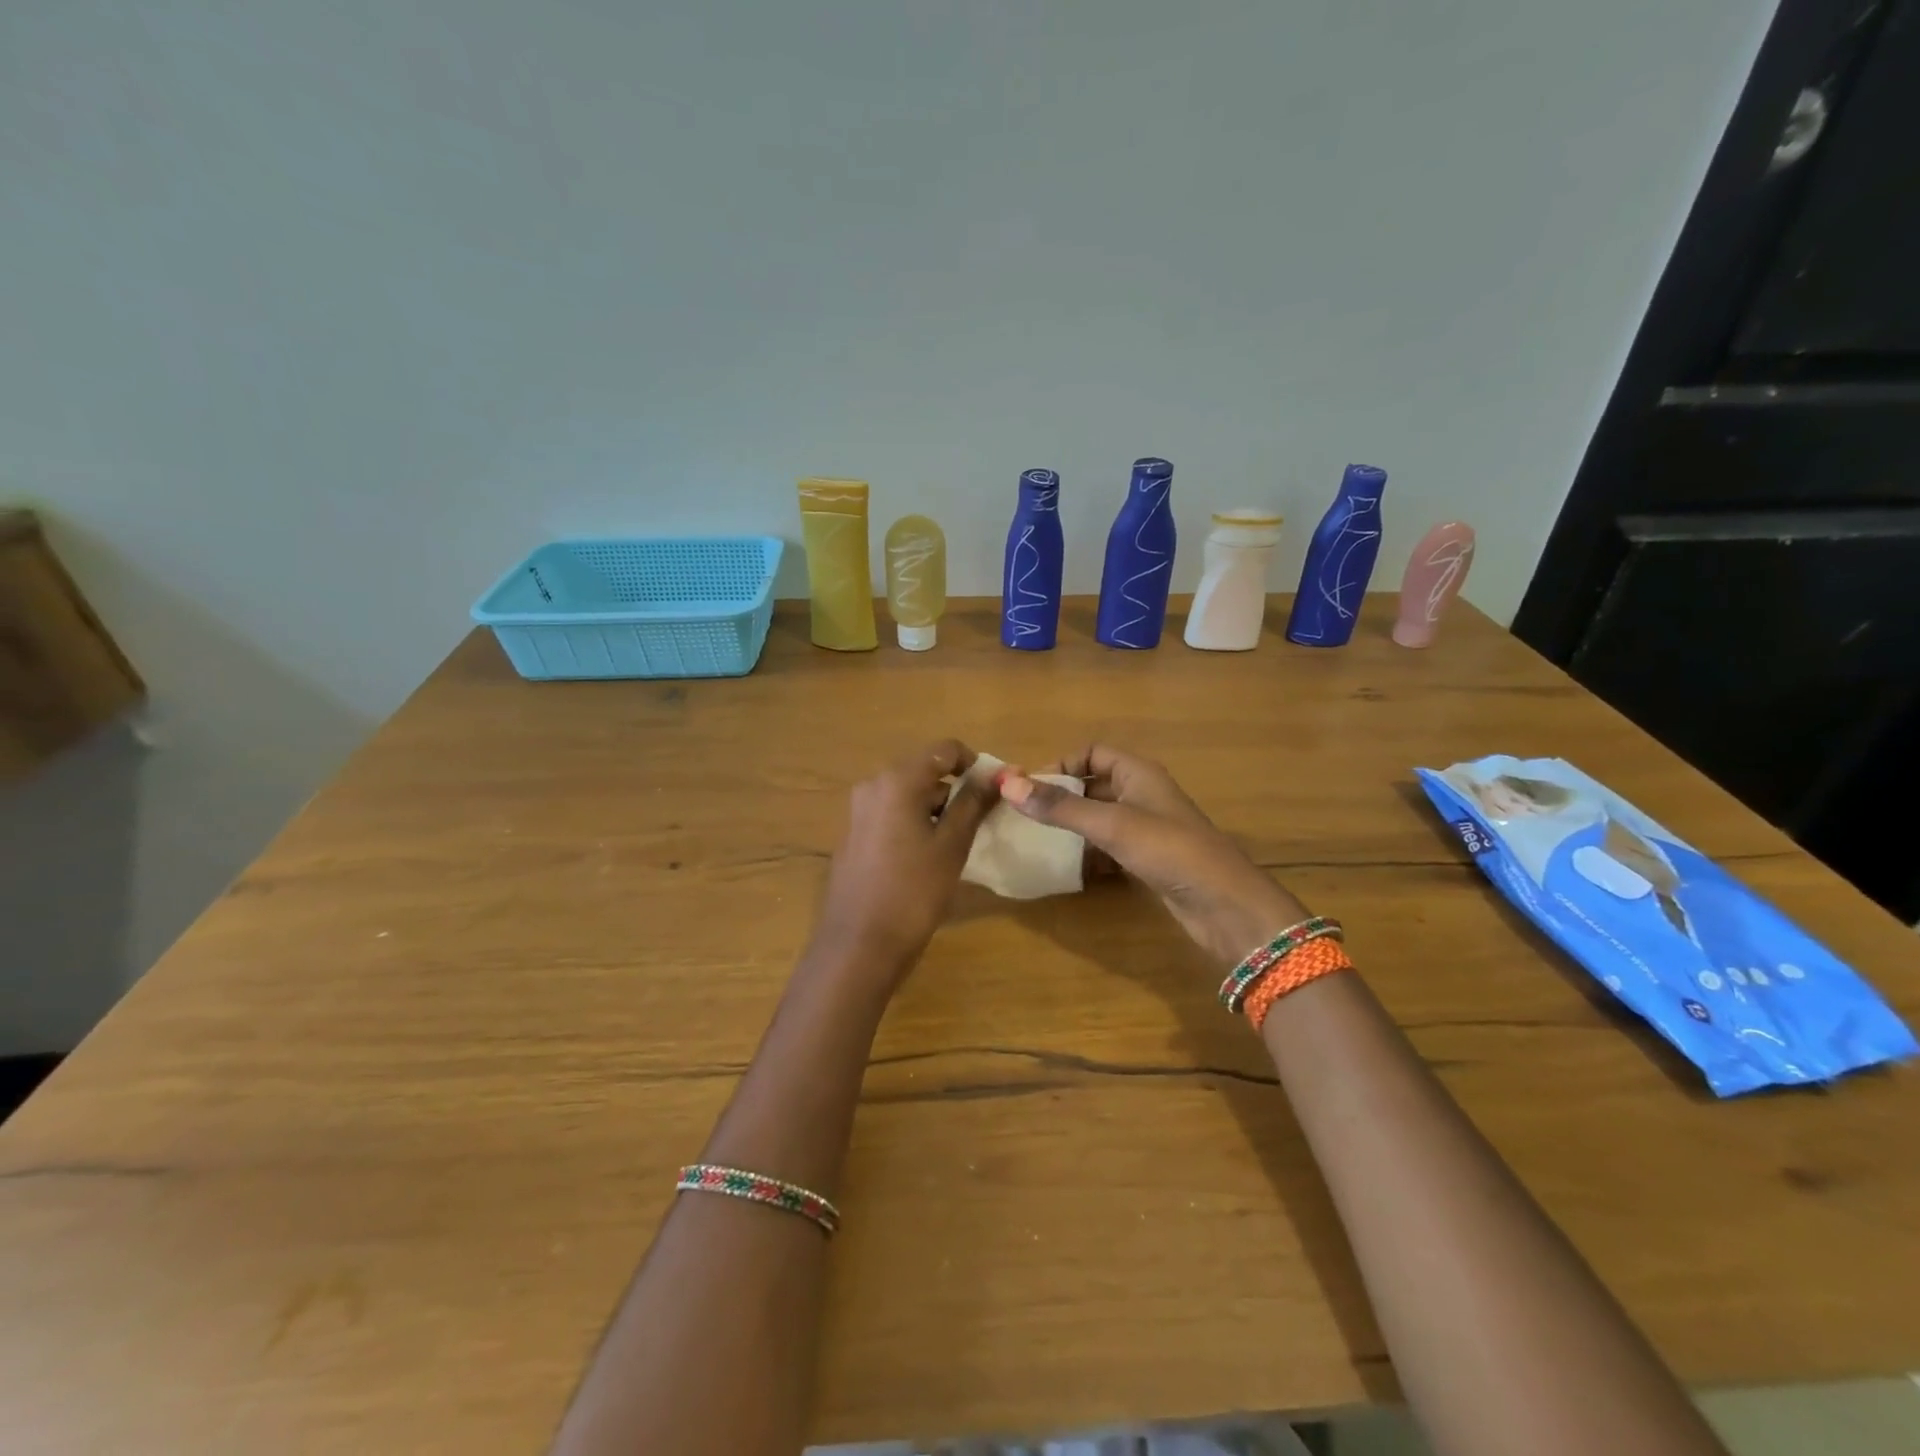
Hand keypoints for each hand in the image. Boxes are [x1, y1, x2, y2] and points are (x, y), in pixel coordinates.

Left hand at [812, 740, 995, 976]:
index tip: (995, 789)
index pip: (944, 749)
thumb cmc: (913, 892)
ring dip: (936, 807)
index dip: (974, 763)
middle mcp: (873, 785)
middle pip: (924, 770)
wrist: (858, 946)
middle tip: (982, 818)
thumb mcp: (951, 846)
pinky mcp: (853, 835)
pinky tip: (927, 856)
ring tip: (959, 841)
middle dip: (956, 788)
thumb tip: (995, 775)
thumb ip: (973, 804)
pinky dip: (914, 822)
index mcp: (897, 780)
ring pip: (908, 794)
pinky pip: (891, 814)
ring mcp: (858, 811)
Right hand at [999, 745, 1308, 967]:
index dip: (1061, 764)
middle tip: (1024, 816)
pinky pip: (1108, 847)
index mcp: (1138, 773)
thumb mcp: (1111, 824)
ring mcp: (1146, 829)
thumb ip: (1060, 807)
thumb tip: (1008, 784)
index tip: (1029, 787)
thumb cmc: (1170, 850)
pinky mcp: (1148, 860)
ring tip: (1036, 842)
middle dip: (1061, 798)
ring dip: (1071, 827)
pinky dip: (1088, 853)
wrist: (1225, 905)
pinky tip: (1068, 869)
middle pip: (1092, 786)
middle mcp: (1141, 795)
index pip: (1092, 753)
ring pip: (1098, 818)